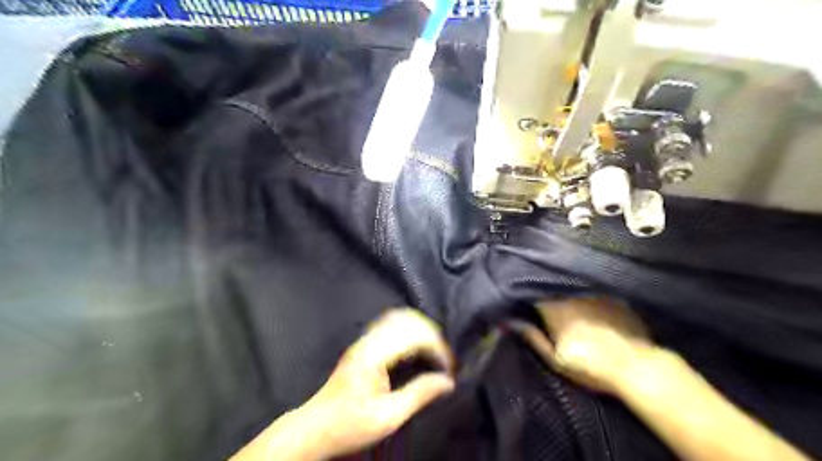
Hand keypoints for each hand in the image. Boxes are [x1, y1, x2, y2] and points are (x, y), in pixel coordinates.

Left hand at [235, 307, 455, 460]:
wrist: (316, 427)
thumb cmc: (350, 425)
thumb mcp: (388, 417)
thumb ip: (419, 395)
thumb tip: (447, 381)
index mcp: (374, 356)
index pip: (413, 336)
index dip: (436, 347)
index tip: (449, 366)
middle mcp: (368, 341)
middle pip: (407, 320)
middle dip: (431, 334)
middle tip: (444, 358)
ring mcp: (364, 340)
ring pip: (398, 317)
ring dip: (420, 329)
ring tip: (434, 350)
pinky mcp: (363, 344)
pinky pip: (390, 324)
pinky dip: (408, 329)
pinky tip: (416, 344)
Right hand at [520, 298, 656, 394]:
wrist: (636, 368)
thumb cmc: (590, 367)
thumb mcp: (555, 360)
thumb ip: (534, 338)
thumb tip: (511, 323)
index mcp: (554, 309)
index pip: (536, 295)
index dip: (533, 300)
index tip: (532, 308)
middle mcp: (572, 296)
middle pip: (556, 290)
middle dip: (552, 296)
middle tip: (553, 310)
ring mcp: (595, 294)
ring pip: (576, 290)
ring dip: (572, 297)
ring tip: (575, 309)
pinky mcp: (615, 297)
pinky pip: (596, 294)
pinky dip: (593, 300)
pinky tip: (597, 312)